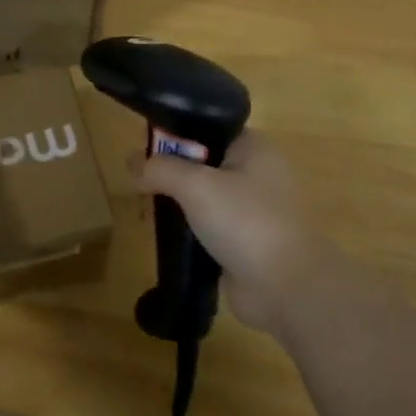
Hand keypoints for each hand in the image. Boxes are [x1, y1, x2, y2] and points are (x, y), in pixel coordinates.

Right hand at [129, 130, 344, 341]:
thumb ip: (160, 169)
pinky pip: (207, 227)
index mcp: (253, 148)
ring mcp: (251, 211)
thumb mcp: (195, 185)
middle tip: (142, 185)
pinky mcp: (244, 242)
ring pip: (202, 198)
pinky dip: (188, 231)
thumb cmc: (244, 221)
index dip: (175, 136)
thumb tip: (131, 163)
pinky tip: (167, 238)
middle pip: (202, 163)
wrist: (284, 286)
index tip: (146, 151)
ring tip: (148, 213)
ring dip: (177, 205)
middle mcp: (256, 174)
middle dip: (170, 174)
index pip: (208, 129)